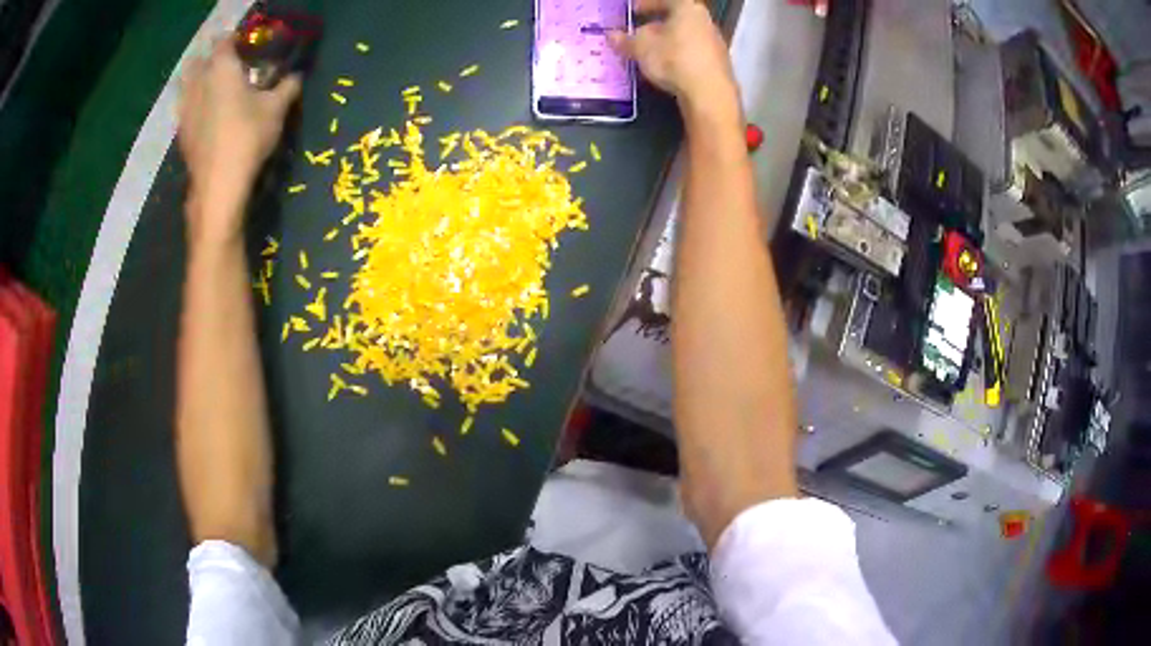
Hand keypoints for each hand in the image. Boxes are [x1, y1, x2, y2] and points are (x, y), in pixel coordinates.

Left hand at [178, 37, 300, 244]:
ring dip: (197, 81)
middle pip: (199, 60)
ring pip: (187, 84)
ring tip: (212, 89)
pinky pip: (185, 107)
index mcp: (222, 68)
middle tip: (226, 66)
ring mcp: (186, 109)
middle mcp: (199, 83)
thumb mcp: (276, 109)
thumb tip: (296, 75)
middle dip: (210, 58)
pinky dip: (193, 105)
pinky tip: (205, 115)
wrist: (218, 185)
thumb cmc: (247, 137)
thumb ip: (287, 86)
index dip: (235, 40)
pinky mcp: (181, 132)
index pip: (224, 41)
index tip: (246, 45)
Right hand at [609, 0, 738, 123]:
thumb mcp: (641, 47)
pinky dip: (678, 58)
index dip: (647, 4)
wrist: (709, 93)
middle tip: (639, 35)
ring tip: (649, 55)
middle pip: (677, 19)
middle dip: (656, 27)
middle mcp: (706, 22)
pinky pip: (693, 54)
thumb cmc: (673, 59)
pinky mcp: (718, 65)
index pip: (666, 0)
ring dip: (667, 44)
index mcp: (688, 9)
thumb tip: (611, 36)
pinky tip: (667, 70)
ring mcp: (715, 43)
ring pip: (685, 37)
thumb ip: (625, 40)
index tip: (634, 11)